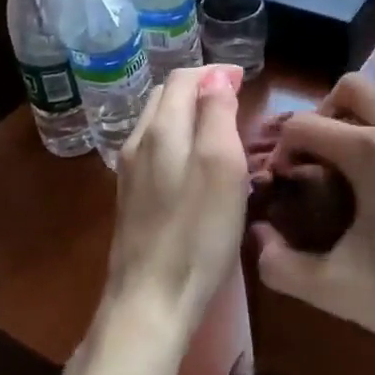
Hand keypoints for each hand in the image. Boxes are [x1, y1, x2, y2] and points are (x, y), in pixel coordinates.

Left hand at [100, 65, 248, 342]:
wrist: (150, 301)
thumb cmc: (198, 232)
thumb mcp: (221, 166)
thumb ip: (217, 114)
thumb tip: (217, 75)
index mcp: (162, 129)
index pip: (184, 78)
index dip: (215, 72)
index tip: (245, 80)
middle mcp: (139, 142)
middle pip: (166, 96)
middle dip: (199, 88)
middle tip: (234, 98)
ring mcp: (129, 172)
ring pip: (157, 122)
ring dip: (186, 112)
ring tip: (218, 125)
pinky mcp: (130, 198)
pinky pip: (154, 149)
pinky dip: (177, 138)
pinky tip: (193, 161)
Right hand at [252, 75, 374, 363]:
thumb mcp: (344, 292)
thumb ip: (284, 267)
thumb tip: (258, 237)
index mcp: (373, 151)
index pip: (306, 125)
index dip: (284, 147)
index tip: (287, 176)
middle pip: (352, 86)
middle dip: (326, 111)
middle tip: (325, 150)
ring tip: (372, 141)